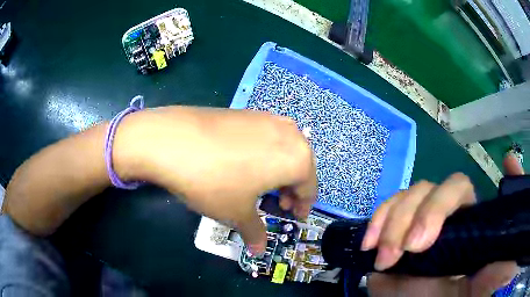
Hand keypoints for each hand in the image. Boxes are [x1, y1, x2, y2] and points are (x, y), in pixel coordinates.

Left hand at [115, 107, 316, 254]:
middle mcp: (289, 133)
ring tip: (262, 185)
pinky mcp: (246, 112)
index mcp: (297, 158)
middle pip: (300, 166)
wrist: (173, 139)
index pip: (309, 188)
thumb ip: (255, 233)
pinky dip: (265, 154)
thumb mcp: (237, 213)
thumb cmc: (214, 181)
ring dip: (280, 171)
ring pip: (284, 150)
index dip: (302, 206)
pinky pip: (267, 138)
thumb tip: (259, 251)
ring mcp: (267, 118)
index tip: (294, 217)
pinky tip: (245, 164)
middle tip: (278, 205)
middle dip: (292, 189)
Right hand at [362, 173, 518, 296]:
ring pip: (405, 200)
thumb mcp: (501, 256)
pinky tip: (369, 245)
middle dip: (415, 215)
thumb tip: (510, 160)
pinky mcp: (393, 244)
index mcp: (468, 221)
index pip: (457, 189)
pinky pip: (382, 219)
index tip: (424, 240)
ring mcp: (415, 231)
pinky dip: (375, 225)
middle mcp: (442, 222)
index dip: (441, 202)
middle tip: (408, 250)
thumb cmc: (474, 292)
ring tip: (386, 258)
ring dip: (391, 222)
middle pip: (429, 190)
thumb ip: (510, 217)